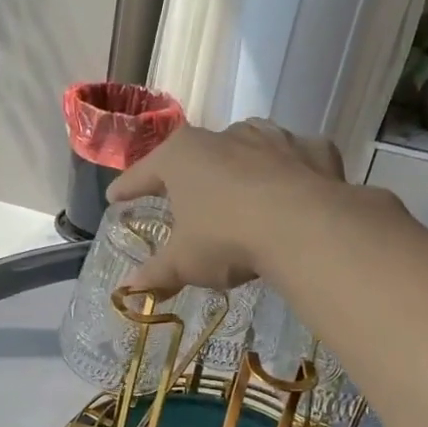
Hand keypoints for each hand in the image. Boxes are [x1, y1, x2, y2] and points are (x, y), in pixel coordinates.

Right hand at [107, 119, 347, 293]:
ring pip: (246, 150)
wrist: (305, 226)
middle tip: (181, 197)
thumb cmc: (226, 237)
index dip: (127, 188)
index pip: (143, 173)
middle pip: (196, 155)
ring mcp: (272, 137)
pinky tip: (289, 195)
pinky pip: (293, 162)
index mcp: (182, 157)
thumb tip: (127, 291)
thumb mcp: (184, 262)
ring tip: (237, 194)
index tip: (115, 197)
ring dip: (238, 169)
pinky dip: (287, 175)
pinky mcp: (312, 149)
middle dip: (187, 176)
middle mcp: (224, 135)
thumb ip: (156, 274)